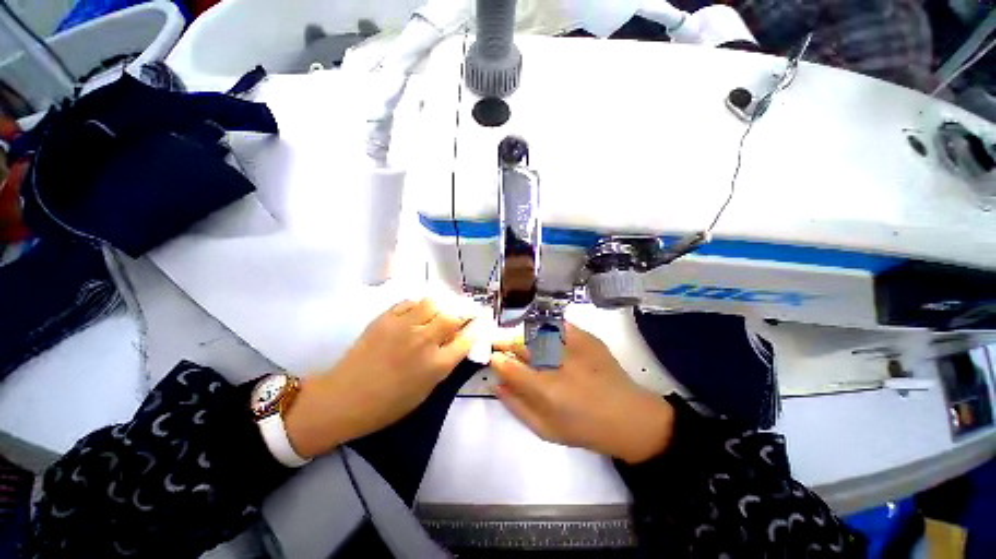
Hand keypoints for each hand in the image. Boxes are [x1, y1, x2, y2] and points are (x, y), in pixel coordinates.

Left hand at [285, 299, 474, 457]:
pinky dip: (421, 303)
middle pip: (453, 316)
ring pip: (433, 302)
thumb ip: (445, 364)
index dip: (478, 328)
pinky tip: (423, 308)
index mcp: (436, 365)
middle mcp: (423, 342)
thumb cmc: (388, 404)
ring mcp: (403, 327)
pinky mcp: (385, 318)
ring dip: (444, 303)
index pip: (467, 339)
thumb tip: (458, 343)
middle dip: (466, 311)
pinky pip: (410, 301)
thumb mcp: (426, 390)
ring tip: (446, 306)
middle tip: (468, 310)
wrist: (344, 398)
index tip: (482, 322)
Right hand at [490, 323, 673, 463]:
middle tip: (503, 345)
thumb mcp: (545, 429)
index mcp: (546, 390)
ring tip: (523, 342)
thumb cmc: (584, 428)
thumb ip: (516, 405)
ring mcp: (574, 346)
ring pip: (536, 330)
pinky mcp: (588, 337)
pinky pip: (559, 325)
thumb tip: (495, 382)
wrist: (628, 416)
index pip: (509, 366)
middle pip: (521, 342)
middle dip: (506, 341)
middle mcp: (558, 364)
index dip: (497, 359)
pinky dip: (547, 328)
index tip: (494, 357)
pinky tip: (545, 336)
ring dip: (523, 334)